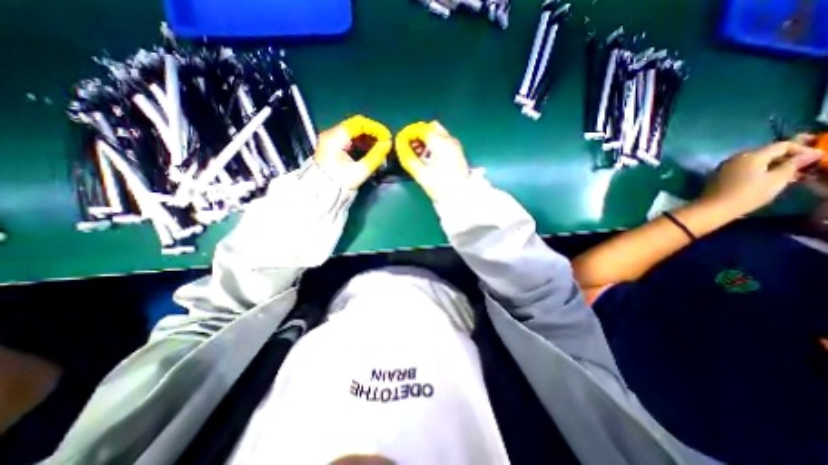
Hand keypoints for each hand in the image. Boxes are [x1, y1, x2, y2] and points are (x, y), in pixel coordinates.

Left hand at [314, 124, 381, 188]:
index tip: (387, 137)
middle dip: (372, 134)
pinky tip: (369, 151)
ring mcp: (331, 140)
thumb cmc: (340, 182)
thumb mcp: (360, 170)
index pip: (358, 123)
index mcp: (335, 137)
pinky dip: (361, 144)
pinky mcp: (333, 147)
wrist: (323, 194)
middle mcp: (331, 134)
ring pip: (353, 133)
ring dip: (368, 140)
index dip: (375, 128)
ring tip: (379, 149)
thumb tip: (388, 144)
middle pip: (356, 127)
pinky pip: (350, 140)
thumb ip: (375, 155)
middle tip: (385, 143)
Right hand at [395, 122, 467, 199]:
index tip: (402, 141)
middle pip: (432, 128)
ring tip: (418, 154)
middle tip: (411, 147)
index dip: (410, 133)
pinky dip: (434, 144)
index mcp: (441, 144)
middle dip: (419, 135)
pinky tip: (428, 156)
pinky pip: (443, 141)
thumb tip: (401, 147)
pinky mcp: (457, 152)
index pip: (422, 130)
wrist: (459, 196)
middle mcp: (449, 140)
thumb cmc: (440, 186)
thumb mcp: (421, 173)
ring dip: (426, 140)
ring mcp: (455, 146)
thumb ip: (409, 158)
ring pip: (438, 133)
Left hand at [701, 141, 824, 217]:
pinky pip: (741, 168)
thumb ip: (794, 164)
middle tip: (800, 171)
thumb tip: (813, 153)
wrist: (713, 207)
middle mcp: (735, 157)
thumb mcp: (777, 179)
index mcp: (751, 155)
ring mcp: (724, 166)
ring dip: (771, 166)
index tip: (813, 161)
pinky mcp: (718, 175)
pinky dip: (755, 171)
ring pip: (754, 161)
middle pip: (766, 152)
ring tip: (785, 178)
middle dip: (786, 159)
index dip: (802, 150)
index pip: (782, 145)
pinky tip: (763, 181)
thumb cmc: (748, 194)